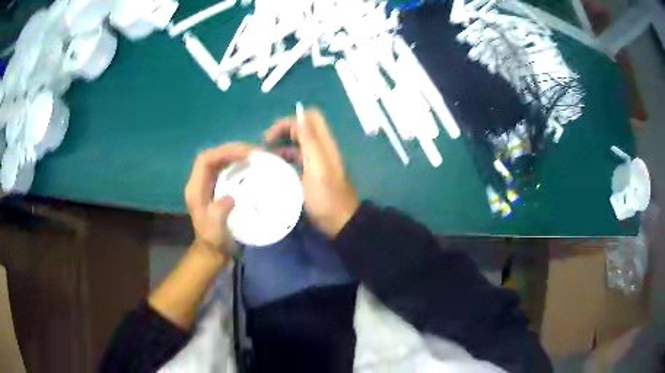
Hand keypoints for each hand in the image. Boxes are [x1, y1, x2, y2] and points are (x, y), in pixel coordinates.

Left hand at [185, 143, 253, 256]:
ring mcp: (208, 184)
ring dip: (236, 154)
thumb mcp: (215, 231)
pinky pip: (226, 168)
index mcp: (195, 189)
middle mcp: (200, 182)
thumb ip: (219, 213)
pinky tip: (251, 165)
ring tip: (255, 154)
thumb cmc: (213, 241)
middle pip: (213, 156)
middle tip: (255, 151)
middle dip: (232, 149)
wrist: (213, 252)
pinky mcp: (217, 187)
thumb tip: (230, 197)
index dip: (224, 152)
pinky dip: (238, 163)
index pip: (205, 160)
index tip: (246, 154)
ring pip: (219, 159)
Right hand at [265, 108, 358, 236]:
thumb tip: (301, 116)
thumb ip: (310, 140)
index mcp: (324, 144)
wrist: (339, 222)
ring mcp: (317, 161)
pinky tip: (273, 167)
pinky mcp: (312, 174)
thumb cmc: (326, 196)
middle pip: (302, 128)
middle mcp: (321, 148)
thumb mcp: (317, 167)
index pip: (309, 117)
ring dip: (281, 145)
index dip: (290, 121)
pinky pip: (296, 158)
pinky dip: (285, 158)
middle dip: (282, 131)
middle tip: (264, 145)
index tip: (272, 136)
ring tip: (264, 156)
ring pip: (297, 143)